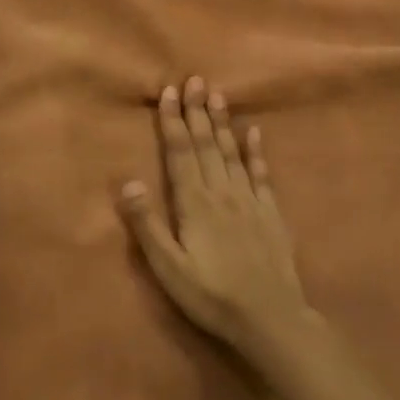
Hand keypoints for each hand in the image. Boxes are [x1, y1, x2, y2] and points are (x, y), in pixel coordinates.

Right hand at [119, 77, 311, 362]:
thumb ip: (148, 225)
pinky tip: (255, 133)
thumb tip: (127, 181)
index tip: (169, 91)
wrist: (272, 321)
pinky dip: (257, 152)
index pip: (180, 153)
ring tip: (217, 94)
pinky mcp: (271, 214)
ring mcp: (249, 201)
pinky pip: (262, 175)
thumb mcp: (169, 268)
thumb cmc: (212, 296)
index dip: (173, 121)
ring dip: (223, 122)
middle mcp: (222, 193)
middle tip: (194, 78)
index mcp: (194, 203)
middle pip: (207, 144)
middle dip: (197, 111)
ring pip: (232, 152)